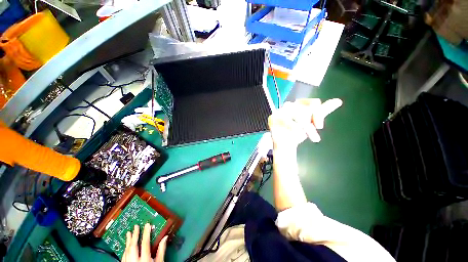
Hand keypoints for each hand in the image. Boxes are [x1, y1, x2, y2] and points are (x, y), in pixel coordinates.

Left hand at [122, 224, 167, 261]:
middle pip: (133, 246)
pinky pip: (123, 256)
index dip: (146, 233)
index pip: (145, 243)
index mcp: (145, 259)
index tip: (147, 224)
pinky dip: (125, 249)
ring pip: (126, 251)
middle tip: (135, 226)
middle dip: (134, 235)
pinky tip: (126, 246)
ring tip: (129, 233)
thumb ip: (161, 251)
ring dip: (128, 241)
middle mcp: (135, 261)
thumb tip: (165, 237)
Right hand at [268, 98, 341, 148]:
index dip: (318, 114)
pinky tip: (296, 133)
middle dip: (311, 124)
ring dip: (304, 127)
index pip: (313, 103)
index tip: (320, 126)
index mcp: (299, 105)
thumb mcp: (311, 123)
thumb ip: (321, 112)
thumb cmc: (297, 133)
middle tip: (315, 137)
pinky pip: (285, 120)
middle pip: (305, 109)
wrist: (285, 144)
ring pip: (297, 114)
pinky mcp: (273, 118)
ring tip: (305, 136)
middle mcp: (289, 106)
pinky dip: (293, 127)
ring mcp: (280, 111)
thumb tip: (338, 101)